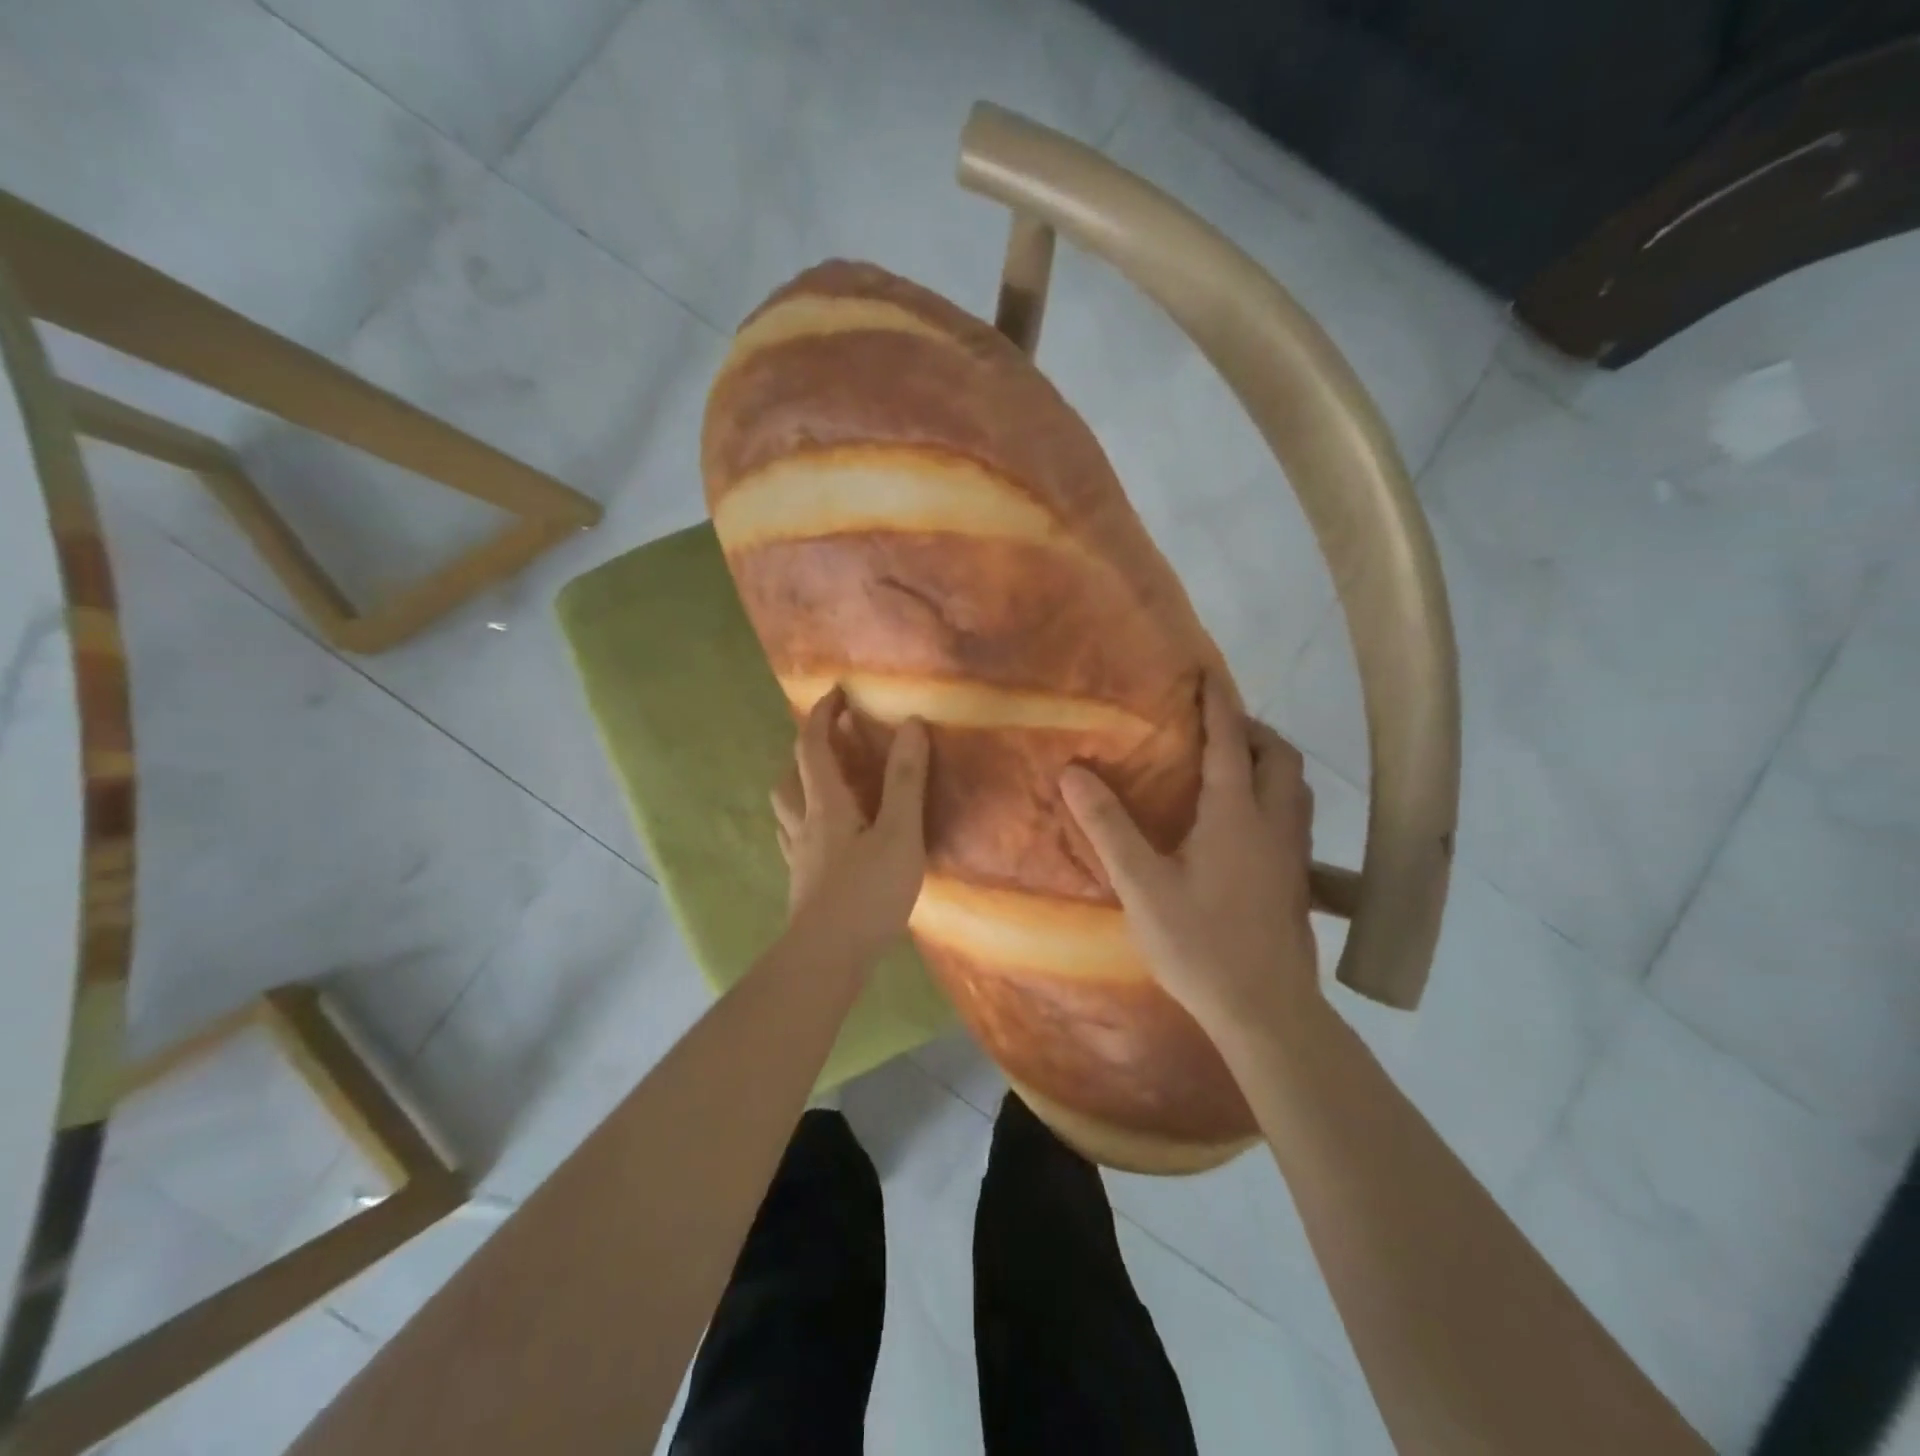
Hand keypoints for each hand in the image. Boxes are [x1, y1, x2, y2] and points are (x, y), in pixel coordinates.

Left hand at [771, 687, 929, 951]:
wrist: (826, 960)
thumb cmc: (866, 894)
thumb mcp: (898, 834)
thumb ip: (905, 781)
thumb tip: (909, 724)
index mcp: (826, 806)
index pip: (813, 748)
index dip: (822, 716)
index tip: (836, 694)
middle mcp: (805, 826)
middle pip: (789, 779)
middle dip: (806, 753)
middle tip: (833, 744)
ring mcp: (800, 859)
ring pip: (787, 812)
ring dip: (801, 788)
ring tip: (829, 787)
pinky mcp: (804, 886)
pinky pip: (798, 841)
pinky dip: (808, 826)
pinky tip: (828, 841)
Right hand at [1060, 675, 1317, 1033]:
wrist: (1265, 1010)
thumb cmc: (1200, 944)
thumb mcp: (1142, 886)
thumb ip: (1109, 827)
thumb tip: (1075, 773)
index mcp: (1236, 814)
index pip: (1230, 742)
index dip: (1218, 705)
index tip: (1206, 675)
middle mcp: (1274, 823)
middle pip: (1279, 756)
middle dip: (1251, 730)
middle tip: (1214, 729)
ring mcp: (1293, 853)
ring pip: (1295, 786)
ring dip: (1269, 761)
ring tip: (1233, 765)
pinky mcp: (1298, 880)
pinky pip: (1294, 814)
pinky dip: (1275, 794)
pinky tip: (1247, 821)